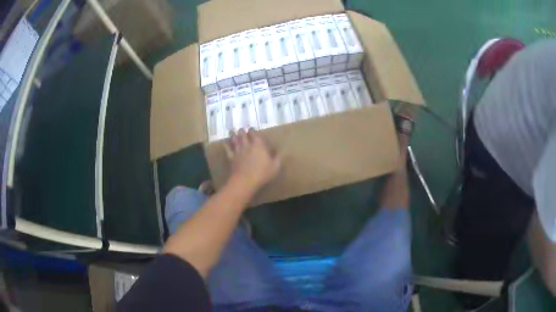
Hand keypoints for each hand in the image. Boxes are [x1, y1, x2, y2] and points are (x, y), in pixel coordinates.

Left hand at [224, 129, 280, 192]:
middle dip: (242, 131)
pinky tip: (225, 142)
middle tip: (241, 129)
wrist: (245, 181)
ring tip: (232, 131)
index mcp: (258, 145)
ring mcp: (238, 151)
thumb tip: (281, 151)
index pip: (254, 134)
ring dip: (234, 135)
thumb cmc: (262, 173)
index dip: (252, 130)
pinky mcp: (231, 157)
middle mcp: (247, 145)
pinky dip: (226, 144)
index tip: (252, 129)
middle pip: (243, 134)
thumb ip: (278, 158)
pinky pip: (227, 149)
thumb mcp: (275, 167)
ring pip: (234, 140)